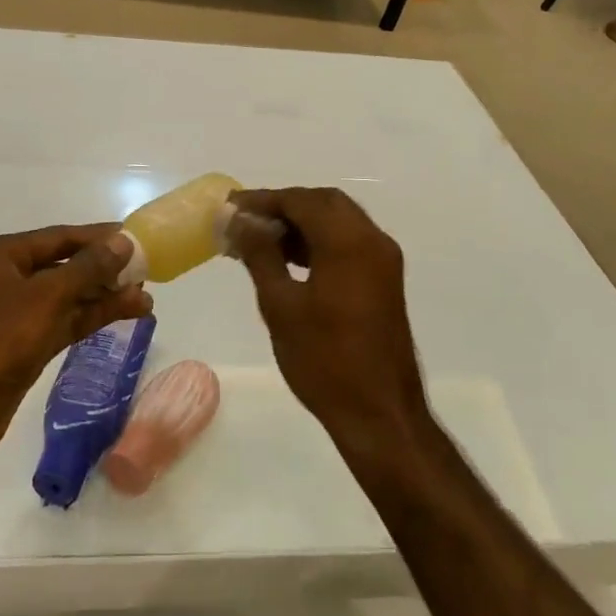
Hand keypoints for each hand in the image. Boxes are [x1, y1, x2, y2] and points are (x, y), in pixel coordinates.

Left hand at [0, 226, 150, 470]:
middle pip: (64, 266)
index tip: (136, 238)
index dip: (99, 237)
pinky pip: (62, 323)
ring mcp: (13, 316)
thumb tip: (123, 241)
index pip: (60, 237)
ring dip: (104, 297)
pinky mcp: (21, 347)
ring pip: (67, 298)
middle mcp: (6, 279)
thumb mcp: (45, 297)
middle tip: (147, 271)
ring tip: (146, 298)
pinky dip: (91, 319)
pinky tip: (124, 316)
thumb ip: (87, 268)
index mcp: (1, 256)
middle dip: (105, 270)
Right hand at [226, 189, 427, 447]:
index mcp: (348, 242)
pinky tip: (289, 260)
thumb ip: (260, 254)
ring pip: (338, 221)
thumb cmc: (325, 361)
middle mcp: (372, 240)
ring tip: (260, 240)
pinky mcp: (384, 280)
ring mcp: (383, 260)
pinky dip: (319, 240)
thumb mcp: (281, 305)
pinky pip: (349, 242)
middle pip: (324, 202)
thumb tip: (240, 220)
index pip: (301, 200)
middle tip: (246, 220)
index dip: (263, 200)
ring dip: (301, 223)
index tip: (231, 207)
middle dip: (284, 206)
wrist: (381, 415)